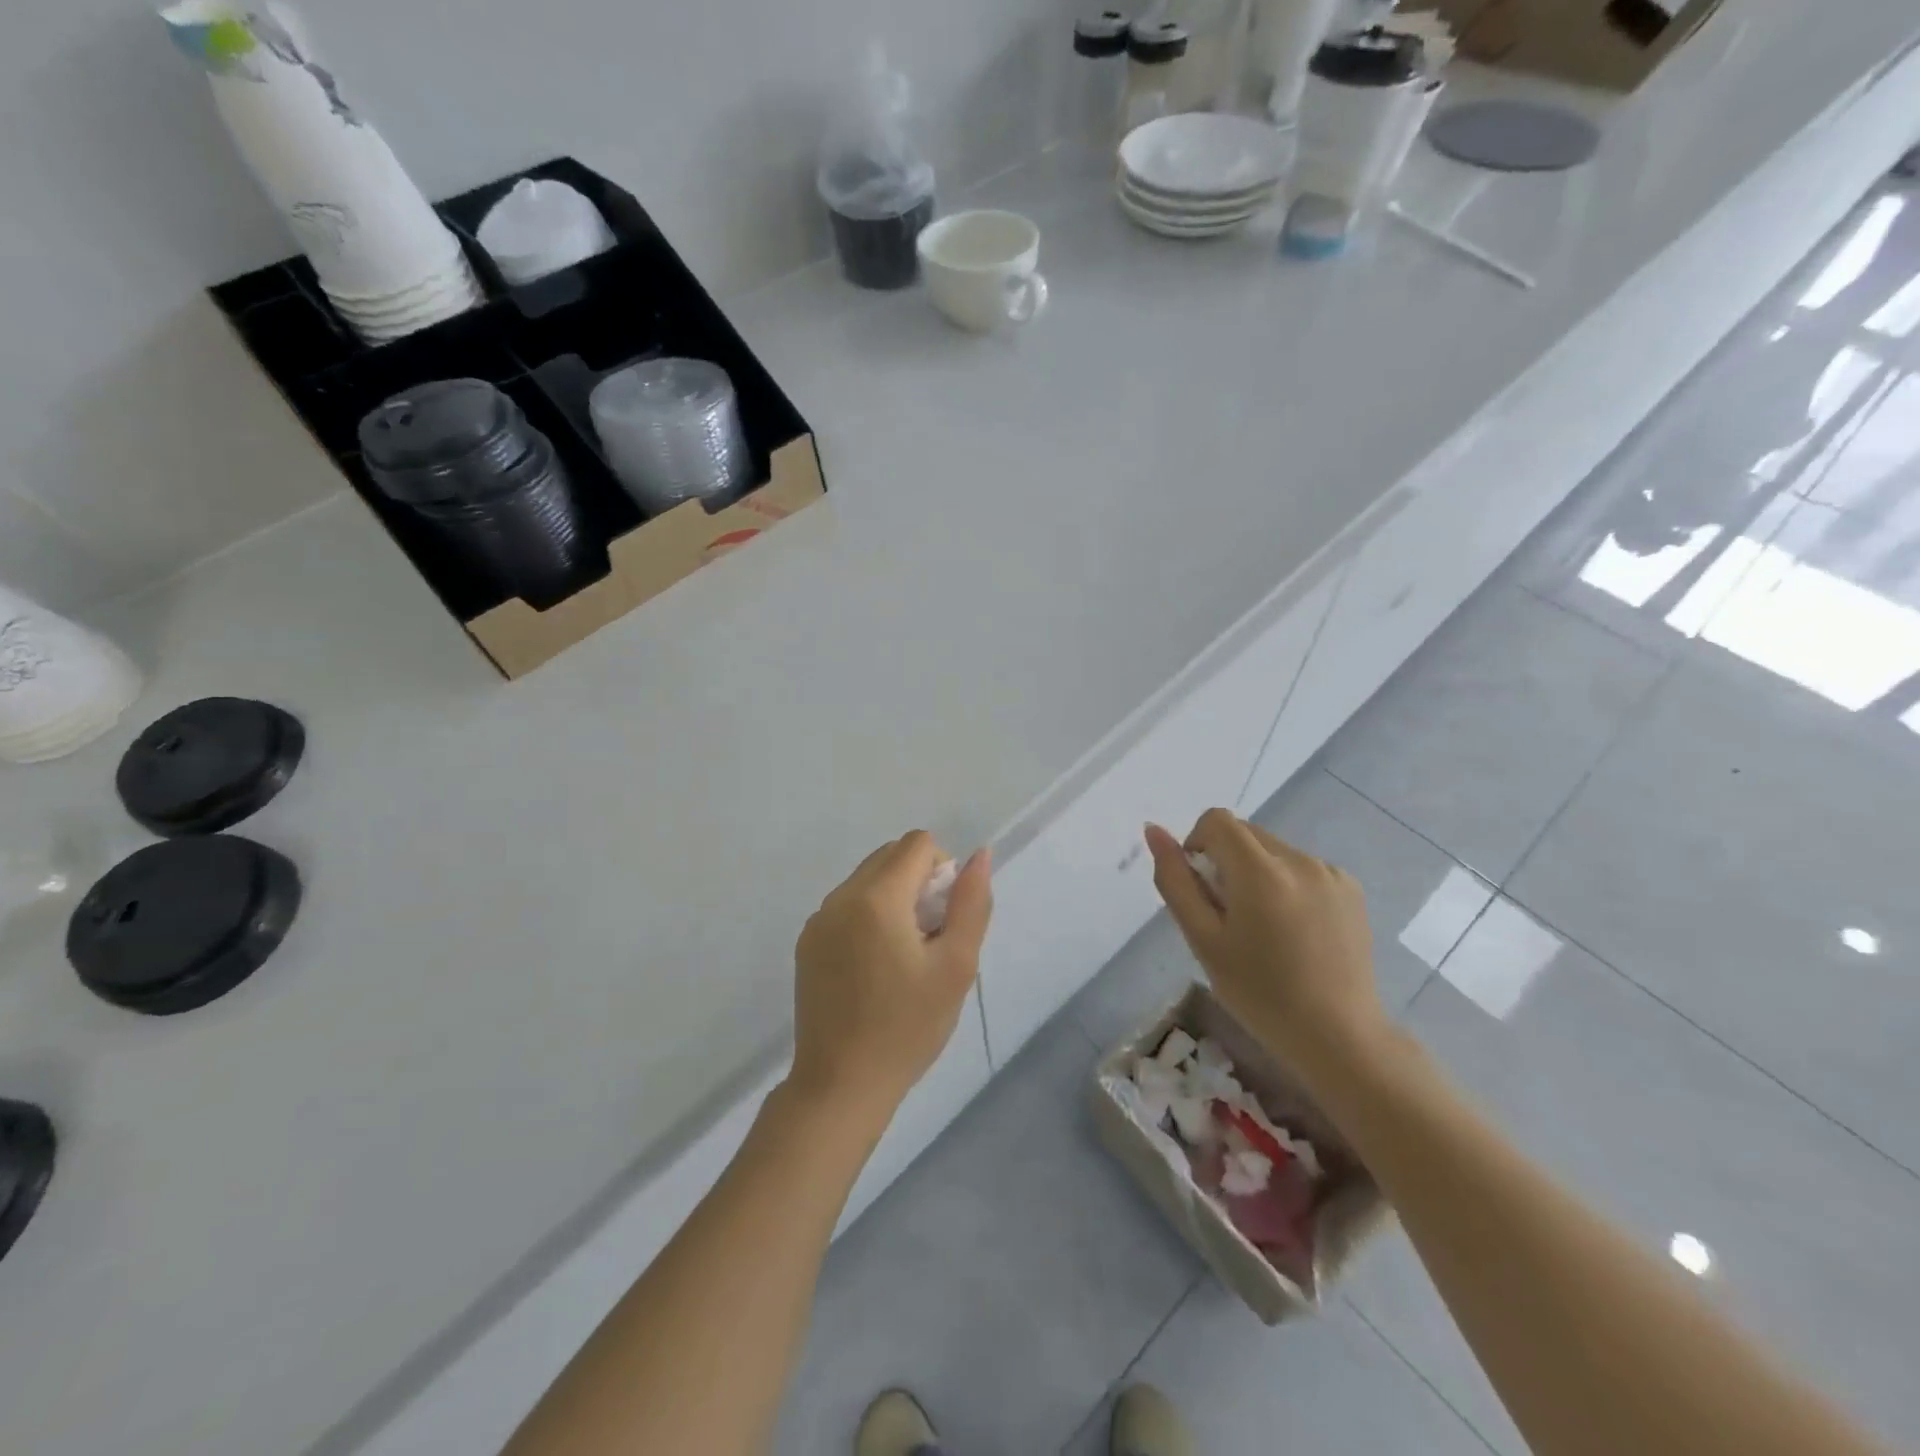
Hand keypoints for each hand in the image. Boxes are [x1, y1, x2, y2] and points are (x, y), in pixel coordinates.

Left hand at [790, 832, 992, 1130]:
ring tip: (903, 957)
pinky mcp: (807, 943)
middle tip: (929, 938)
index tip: (944, 919)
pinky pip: (846, 906)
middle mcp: (840, 897)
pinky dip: (868, 917)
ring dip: (893, 898)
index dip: (942, 871)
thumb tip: (979, 855)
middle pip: (890, 856)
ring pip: (867, 879)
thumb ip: (971, 903)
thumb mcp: (956, 966)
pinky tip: (875, 968)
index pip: (918, 844)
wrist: (842, 1085)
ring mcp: (818, 920)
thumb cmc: (908, 1027)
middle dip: (918, 882)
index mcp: (876, 898)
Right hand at [1145, 810, 1387, 1091]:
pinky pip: (1301, 867)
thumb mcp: (1203, 939)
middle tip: (1229, 917)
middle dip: (1226, 862)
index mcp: (1261, 872)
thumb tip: (1153, 830)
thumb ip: (1175, 880)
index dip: (1197, 844)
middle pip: (1245, 834)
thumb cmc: (1259, 994)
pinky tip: (1295, 931)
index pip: (1217, 820)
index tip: (1202, 887)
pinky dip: (1286, 885)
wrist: (1338, 1037)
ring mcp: (1331, 872)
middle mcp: (1300, 860)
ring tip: (1265, 929)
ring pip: (1272, 850)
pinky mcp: (1351, 888)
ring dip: (1256, 873)